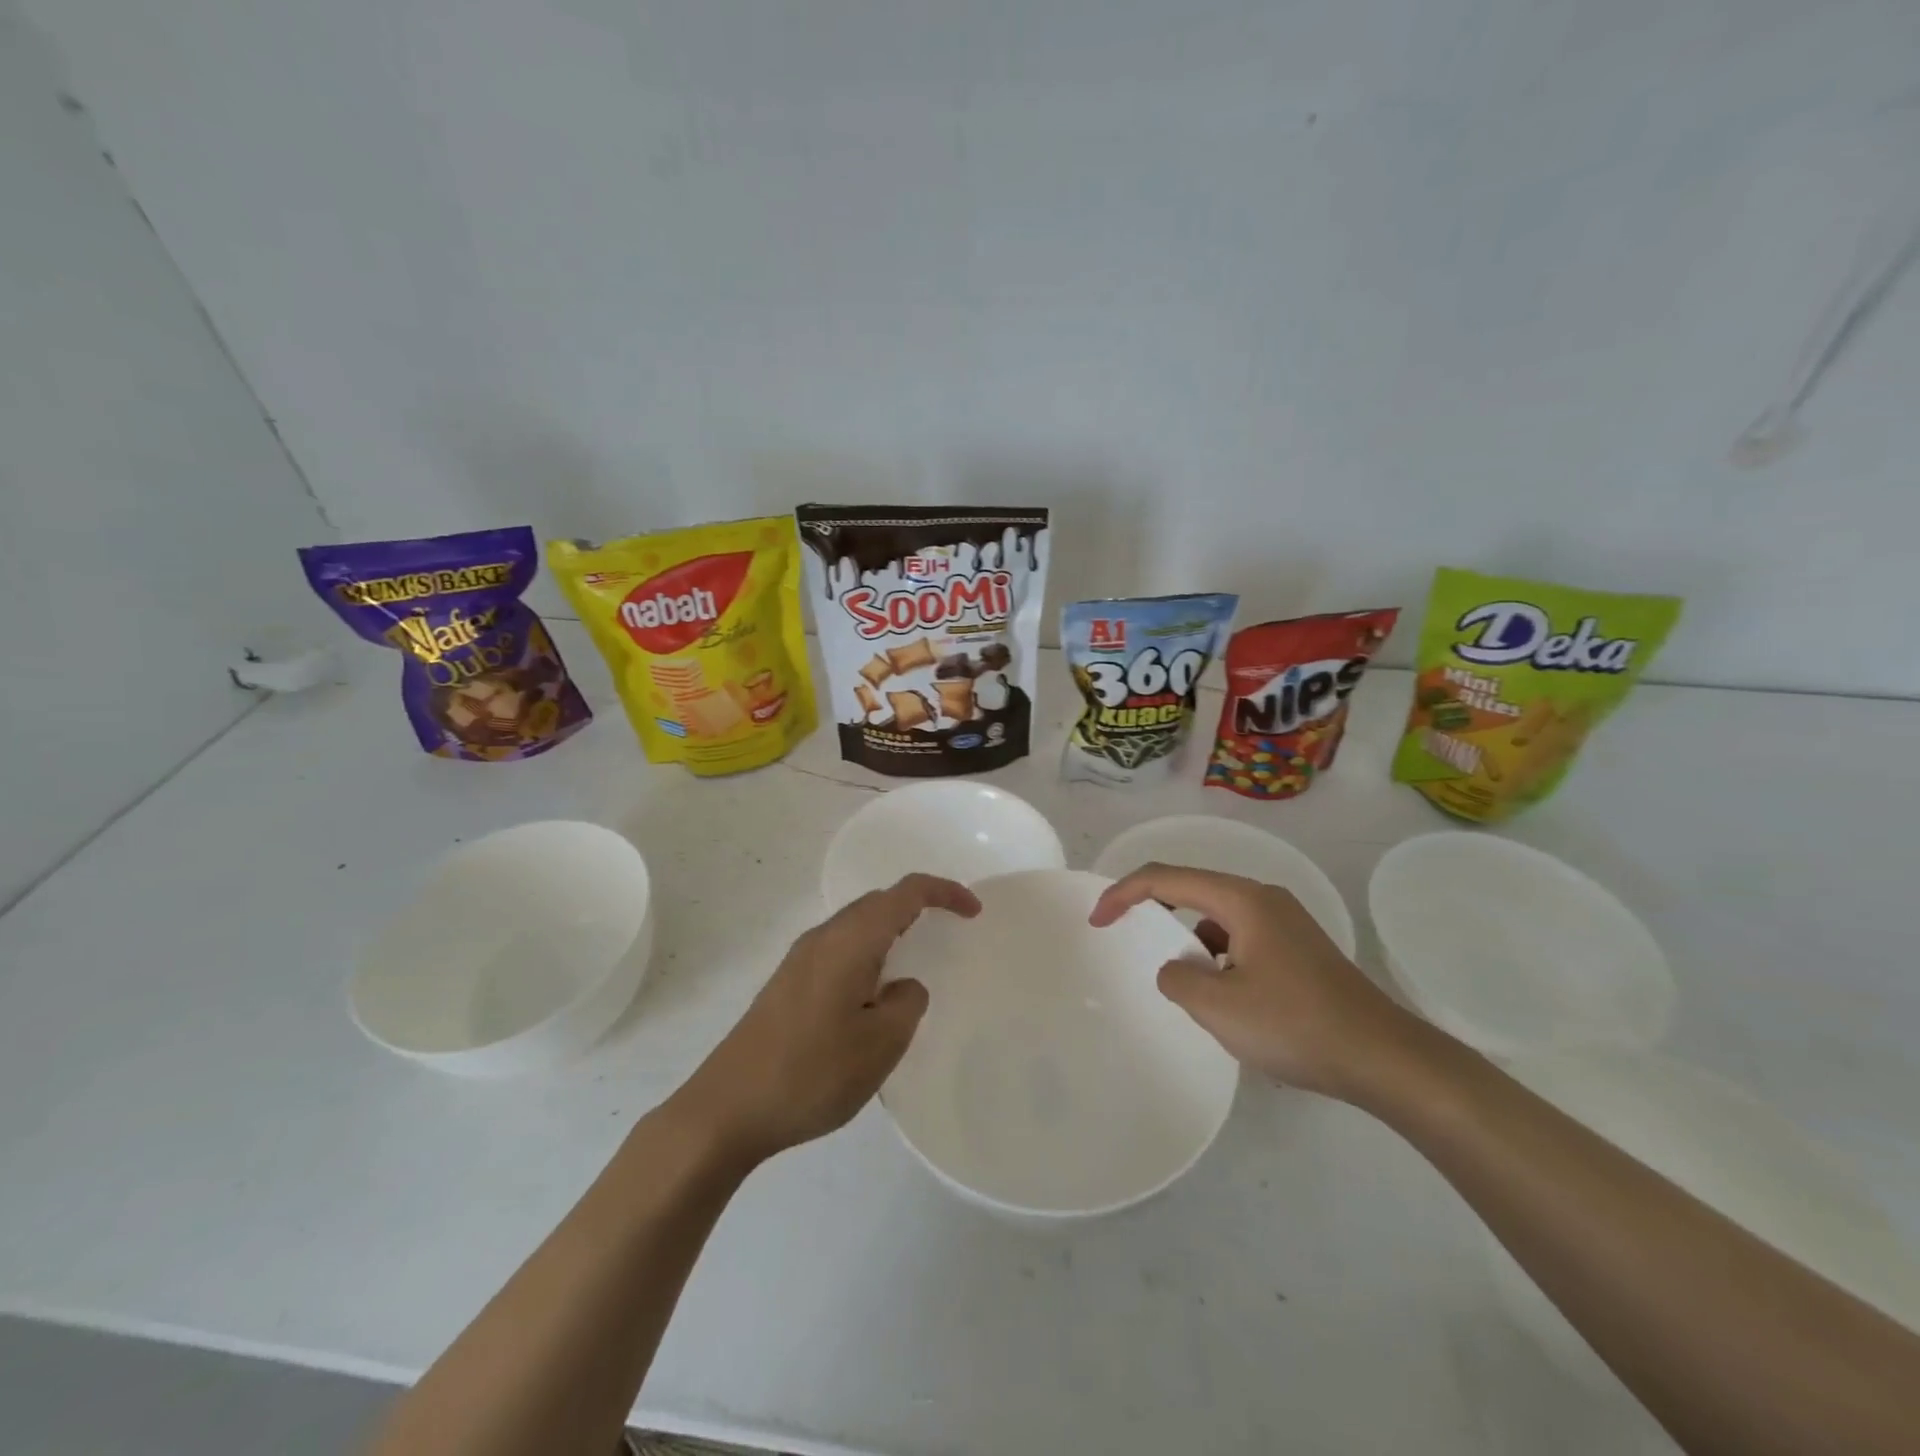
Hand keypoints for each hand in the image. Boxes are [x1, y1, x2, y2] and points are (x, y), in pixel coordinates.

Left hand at [670, 874, 979, 1165]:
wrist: (726, 1109)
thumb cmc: (811, 1072)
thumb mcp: (880, 1044)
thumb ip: (907, 1003)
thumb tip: (903, 986)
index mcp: (849, 941)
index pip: (904, 893)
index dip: (943, 893)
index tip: (973, 913)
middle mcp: (822, 938)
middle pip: (878, 903)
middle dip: (917, 907)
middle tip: (948, 933)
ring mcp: (799, 960)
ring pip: (856, 927)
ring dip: (891, 932)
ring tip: (915, 964)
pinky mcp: (787, 985)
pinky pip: (840, 950)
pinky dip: (869, 955)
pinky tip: (872, 997)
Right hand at [1089, 863, 1418, 1100]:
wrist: (1386, 1059)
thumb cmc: (1296, 1025)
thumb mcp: (1219, 1007)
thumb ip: (1177, 978)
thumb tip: (1177, 968)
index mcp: (1243, 899)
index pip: (1167, 878)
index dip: (1124, 893)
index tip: (1097, 921)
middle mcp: (1264, 899)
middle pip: (1193, 891)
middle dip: (1156, 913)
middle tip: (1128, 939)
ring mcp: (1286, 924)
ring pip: (1218, 919)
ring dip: (1192, 943)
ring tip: (1190, 989)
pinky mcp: (1299, 950)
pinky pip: (1242, 941)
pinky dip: (1220, 959)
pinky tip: (1229, 1001)